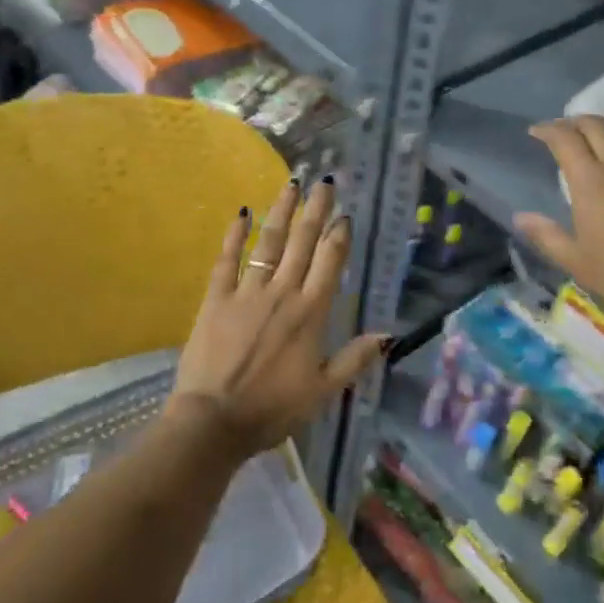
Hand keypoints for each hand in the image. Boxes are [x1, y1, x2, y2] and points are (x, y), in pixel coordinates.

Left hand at [169, 175, 386, 460]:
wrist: (214, 420)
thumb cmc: (272, 409)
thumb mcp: (322, 390)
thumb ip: (355, 359)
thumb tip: (389, 335)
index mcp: (311, 313)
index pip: (329, 262)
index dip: (338, 235)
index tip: (344, 214)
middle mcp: (282, 293)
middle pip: (302, 243)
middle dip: (315, 210)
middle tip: (324, 182)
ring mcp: (247, 292)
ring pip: (269, 243)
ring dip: (281, 212)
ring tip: (291, 185)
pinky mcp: (216, 298)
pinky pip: (226, 260)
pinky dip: (234, 236)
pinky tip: (241, 213)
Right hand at [516, 115, 603, 318]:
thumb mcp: (574, 260)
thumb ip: (545, 234)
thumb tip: (520, 217)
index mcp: (591, 182)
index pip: (566, 139)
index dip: (548, 130)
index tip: (536, 132)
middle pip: (597, 126)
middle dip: (575, 121)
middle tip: (562, 131)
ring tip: (593, 140)